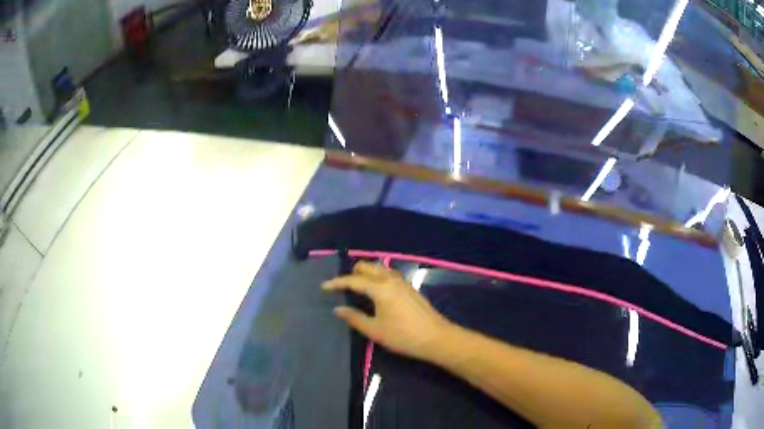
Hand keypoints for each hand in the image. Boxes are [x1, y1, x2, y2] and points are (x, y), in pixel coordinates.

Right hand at [322, 261, 451, 360]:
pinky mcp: (409, 288)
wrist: (436, 337)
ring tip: (356, 287)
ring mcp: (402, 282)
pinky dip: (376, 277)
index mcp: (380, 288)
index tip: (324, 287)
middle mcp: (391, 279)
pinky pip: (388, 275)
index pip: (353, 280)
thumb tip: (338, 309)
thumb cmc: (403, 335)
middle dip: (352, 273)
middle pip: (367, 267)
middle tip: (341, 286)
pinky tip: (375, 291)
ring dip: (366, 273)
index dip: (337, 283)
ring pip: (379, 269)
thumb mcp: (375, 330)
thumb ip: (354, 318)